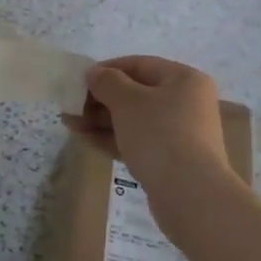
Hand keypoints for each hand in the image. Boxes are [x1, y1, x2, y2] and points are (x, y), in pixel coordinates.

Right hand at [64, 55, 227, 188]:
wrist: (190, 195)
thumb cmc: (160, 135)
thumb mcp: (128, 101)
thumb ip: (107, 82)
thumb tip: (94, 73)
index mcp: (184, 80)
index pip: (139, 64)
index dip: (107, 69)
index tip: (79, 79)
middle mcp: (186, 103)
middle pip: (136, 94)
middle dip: (100, 99)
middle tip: (71, 105)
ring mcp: (179, 133)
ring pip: (133, 120)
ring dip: (100, 120)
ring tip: (69, 123)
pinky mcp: (169, 160)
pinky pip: (136, 141)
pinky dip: (111, 139)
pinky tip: (84, 139)